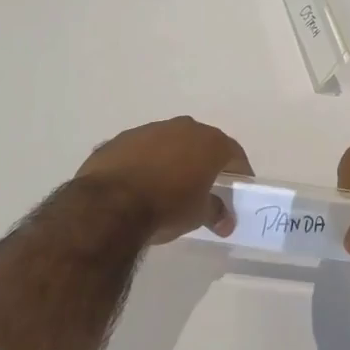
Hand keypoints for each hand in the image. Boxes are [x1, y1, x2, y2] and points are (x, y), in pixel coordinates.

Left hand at [76, 117, 252, 243]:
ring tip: (168, 185)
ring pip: (168, 142)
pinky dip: (145, 162)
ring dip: (172, 159)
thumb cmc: (166, 207)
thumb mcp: (198, 215)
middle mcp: (181, 128)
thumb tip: (226, 222)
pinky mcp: (119, 140)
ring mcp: (148, 130)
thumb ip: (216, 213)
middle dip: (204, 161)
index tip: (239, 186)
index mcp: (208, 142)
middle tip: (205, 184)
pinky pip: (140, 150)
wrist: (109, 204)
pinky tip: (139, 184)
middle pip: (201, 142)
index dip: (239, 170)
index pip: (233, 152)